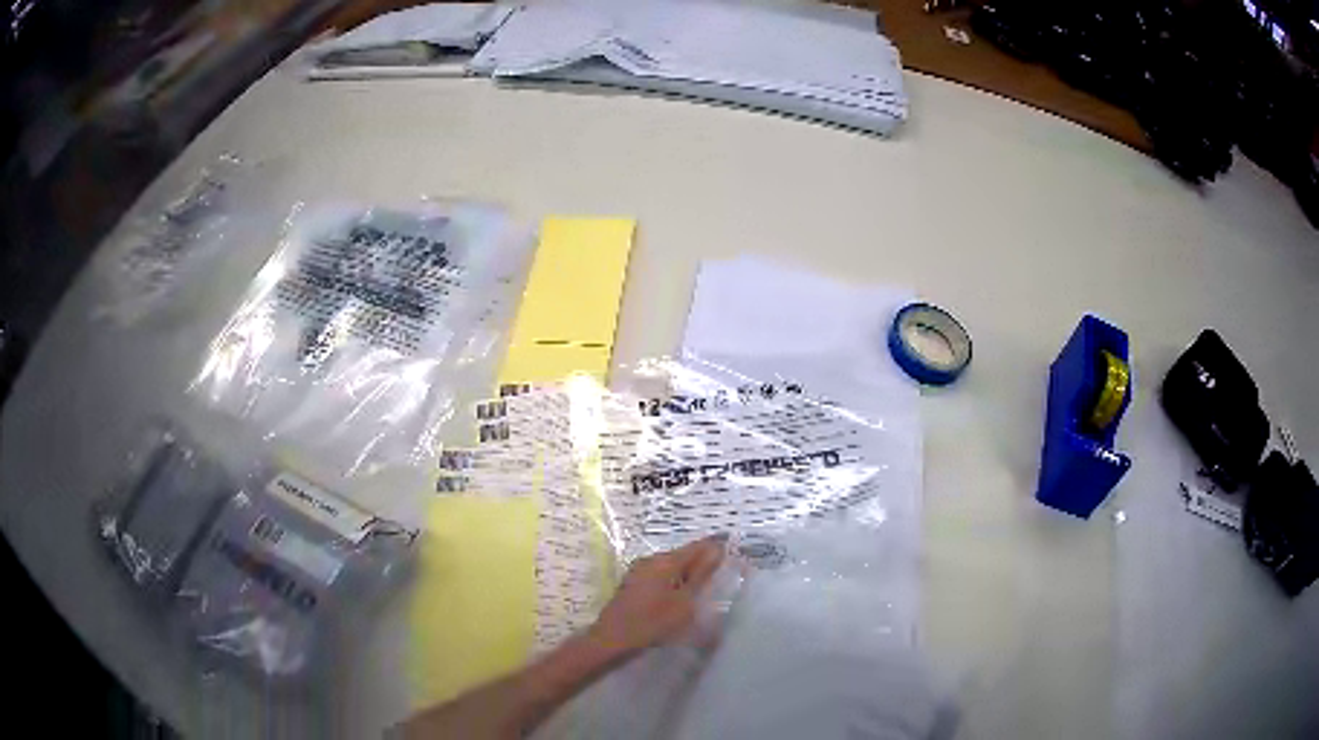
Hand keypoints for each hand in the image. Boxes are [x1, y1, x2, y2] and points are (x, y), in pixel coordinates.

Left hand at [586, 536, 725, 656]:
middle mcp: (651, 560)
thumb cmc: (652, 623)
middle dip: (703, 560)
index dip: (716, 545)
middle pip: (683, 555)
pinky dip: (675, 581)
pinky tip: (682, 595)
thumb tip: (717, 549)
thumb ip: (701, 575)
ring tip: (707, 585)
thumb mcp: (684, 602)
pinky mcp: (633, 584)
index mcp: (665, 561)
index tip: (733, 547)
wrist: (612, 640)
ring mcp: (639, 571)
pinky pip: (661, 576)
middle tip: (724, 570)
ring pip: (671, 566)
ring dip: (689, 573)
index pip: (697, 546)